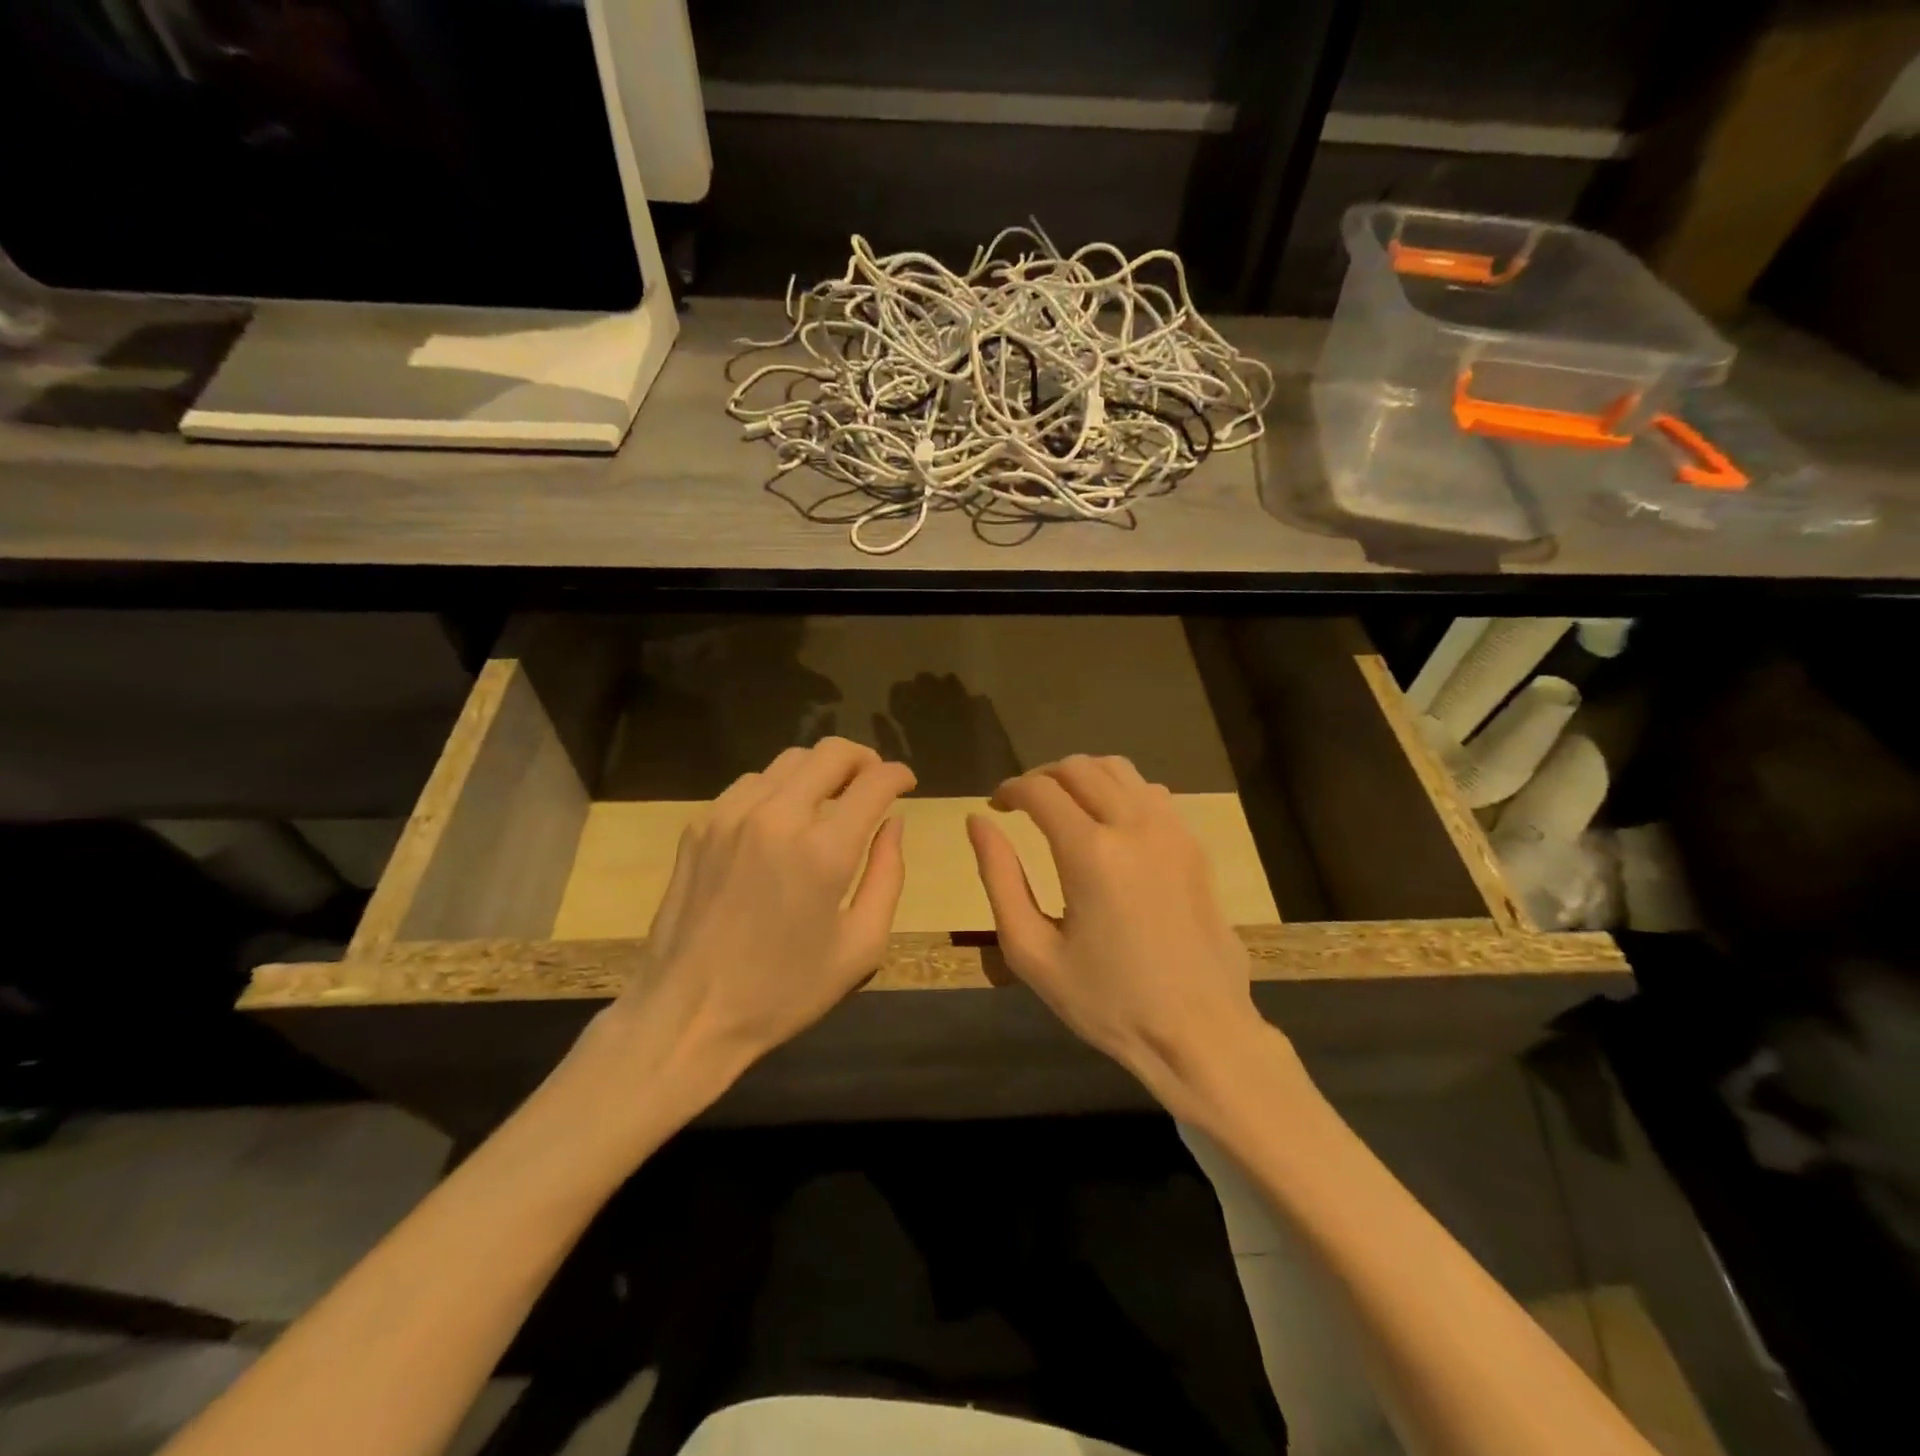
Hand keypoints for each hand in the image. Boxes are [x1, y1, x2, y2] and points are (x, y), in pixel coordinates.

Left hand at [571, 738, 914, 1118]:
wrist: (687, 1015)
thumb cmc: (784, 991)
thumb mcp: (861, 946)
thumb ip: (887, 875)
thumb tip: (893, 823)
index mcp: (823, 851)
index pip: (874, 782)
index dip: (899, 774)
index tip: (906, 782)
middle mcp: (777, 817)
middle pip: (831, 752)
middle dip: (863, 759)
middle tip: (873, 782)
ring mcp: (731, 815)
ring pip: (789, 760)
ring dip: (820, 771)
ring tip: (829, 801)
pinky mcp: (700, 825)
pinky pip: (750, 784)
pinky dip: (778, 788)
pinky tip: (782, 820)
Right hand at [967, 755, 1274, 1118]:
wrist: (1198, 1032)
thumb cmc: (1107, 1001)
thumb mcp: (1032, 952)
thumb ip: (1000, 878)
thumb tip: (978, 822)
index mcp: (1090, 853)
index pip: (1040, 790)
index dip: (1010, 790)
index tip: (996, 807)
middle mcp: (1134, 825)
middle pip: (1078, 767)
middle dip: (1042, 777)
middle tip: (1023, 806)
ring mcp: (1171, 830)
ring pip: (1118, 769)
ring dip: (1081, 777)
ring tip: (1062, 807)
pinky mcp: (1193, 844)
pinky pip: (1150, 792)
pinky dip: (1119, 791)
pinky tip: (1109, 824)